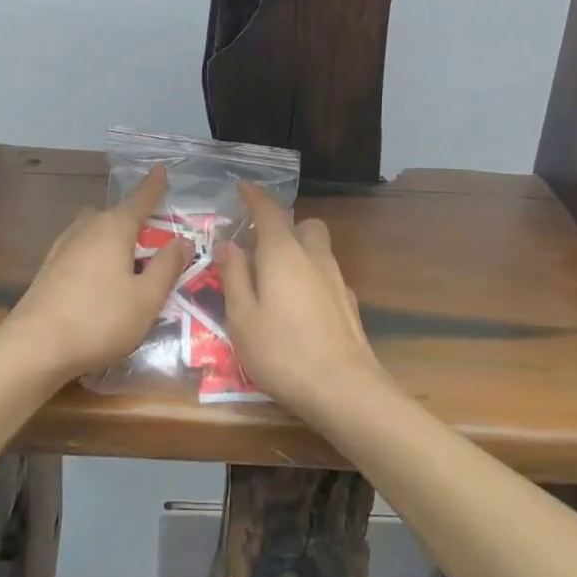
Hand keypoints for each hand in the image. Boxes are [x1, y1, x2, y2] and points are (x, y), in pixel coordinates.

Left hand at [1, 167, 189, 383]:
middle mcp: (87, 228)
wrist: (33, 348)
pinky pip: (81, 250)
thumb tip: (183, 240)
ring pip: (95, 231)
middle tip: (154, 237)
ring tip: (129, 261)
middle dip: (134, 220)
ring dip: (112, 238)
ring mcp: (63, 247)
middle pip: (115, 214)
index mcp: (114, 228)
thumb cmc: (99, 320)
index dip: (154, 185)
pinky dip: (96, 255)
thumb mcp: (147, 298)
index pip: (140, 199)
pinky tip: (100, 280)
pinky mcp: (49, 269)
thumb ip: (167, 267)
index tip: (160, 168)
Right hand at [218, 182, 387, 420]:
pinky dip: (312, 278)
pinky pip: (327, 275)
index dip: (254, 196)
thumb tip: (227, 243)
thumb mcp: (242, 317)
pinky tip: (301, 307)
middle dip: (284, 226)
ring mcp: (336, 279)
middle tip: (261, 247)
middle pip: (303, 225)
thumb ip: (234, 275)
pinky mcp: (349, 304)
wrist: (344, 389)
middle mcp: (313, 256)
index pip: (268, 211)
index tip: (242, 187)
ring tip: (277, 279)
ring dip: (299, 251)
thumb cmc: (282, 352)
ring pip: (318, 249)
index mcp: (282, 253)